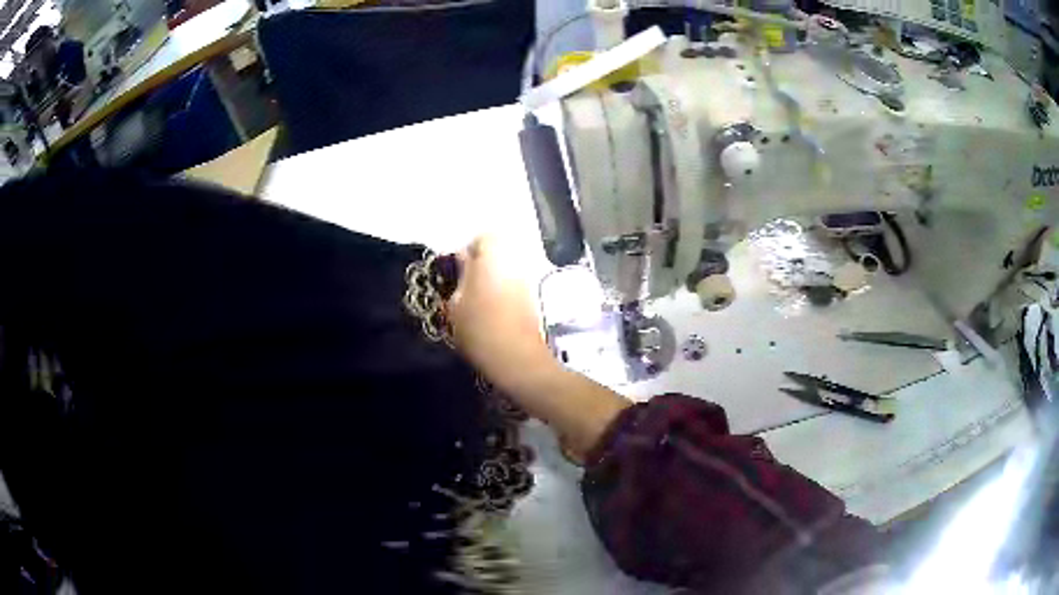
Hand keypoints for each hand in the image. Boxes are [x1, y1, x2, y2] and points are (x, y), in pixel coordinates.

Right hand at [447, 236, 559, 394]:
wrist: (517, 359)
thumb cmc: (479, 328)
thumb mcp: (455, 305)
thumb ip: (459, 277)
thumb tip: (462, 262)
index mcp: (493, 257)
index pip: (484, 237)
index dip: (470, 249)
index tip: (458, 268)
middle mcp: (514, 262)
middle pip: (499, 250)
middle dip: (483, 262)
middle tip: (466, 283)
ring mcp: (527, 280)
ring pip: (508, 268)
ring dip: (494, 277)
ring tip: (478, 299)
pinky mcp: (534, 298)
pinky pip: (515, 284)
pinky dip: (504, 291)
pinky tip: (493, 311)